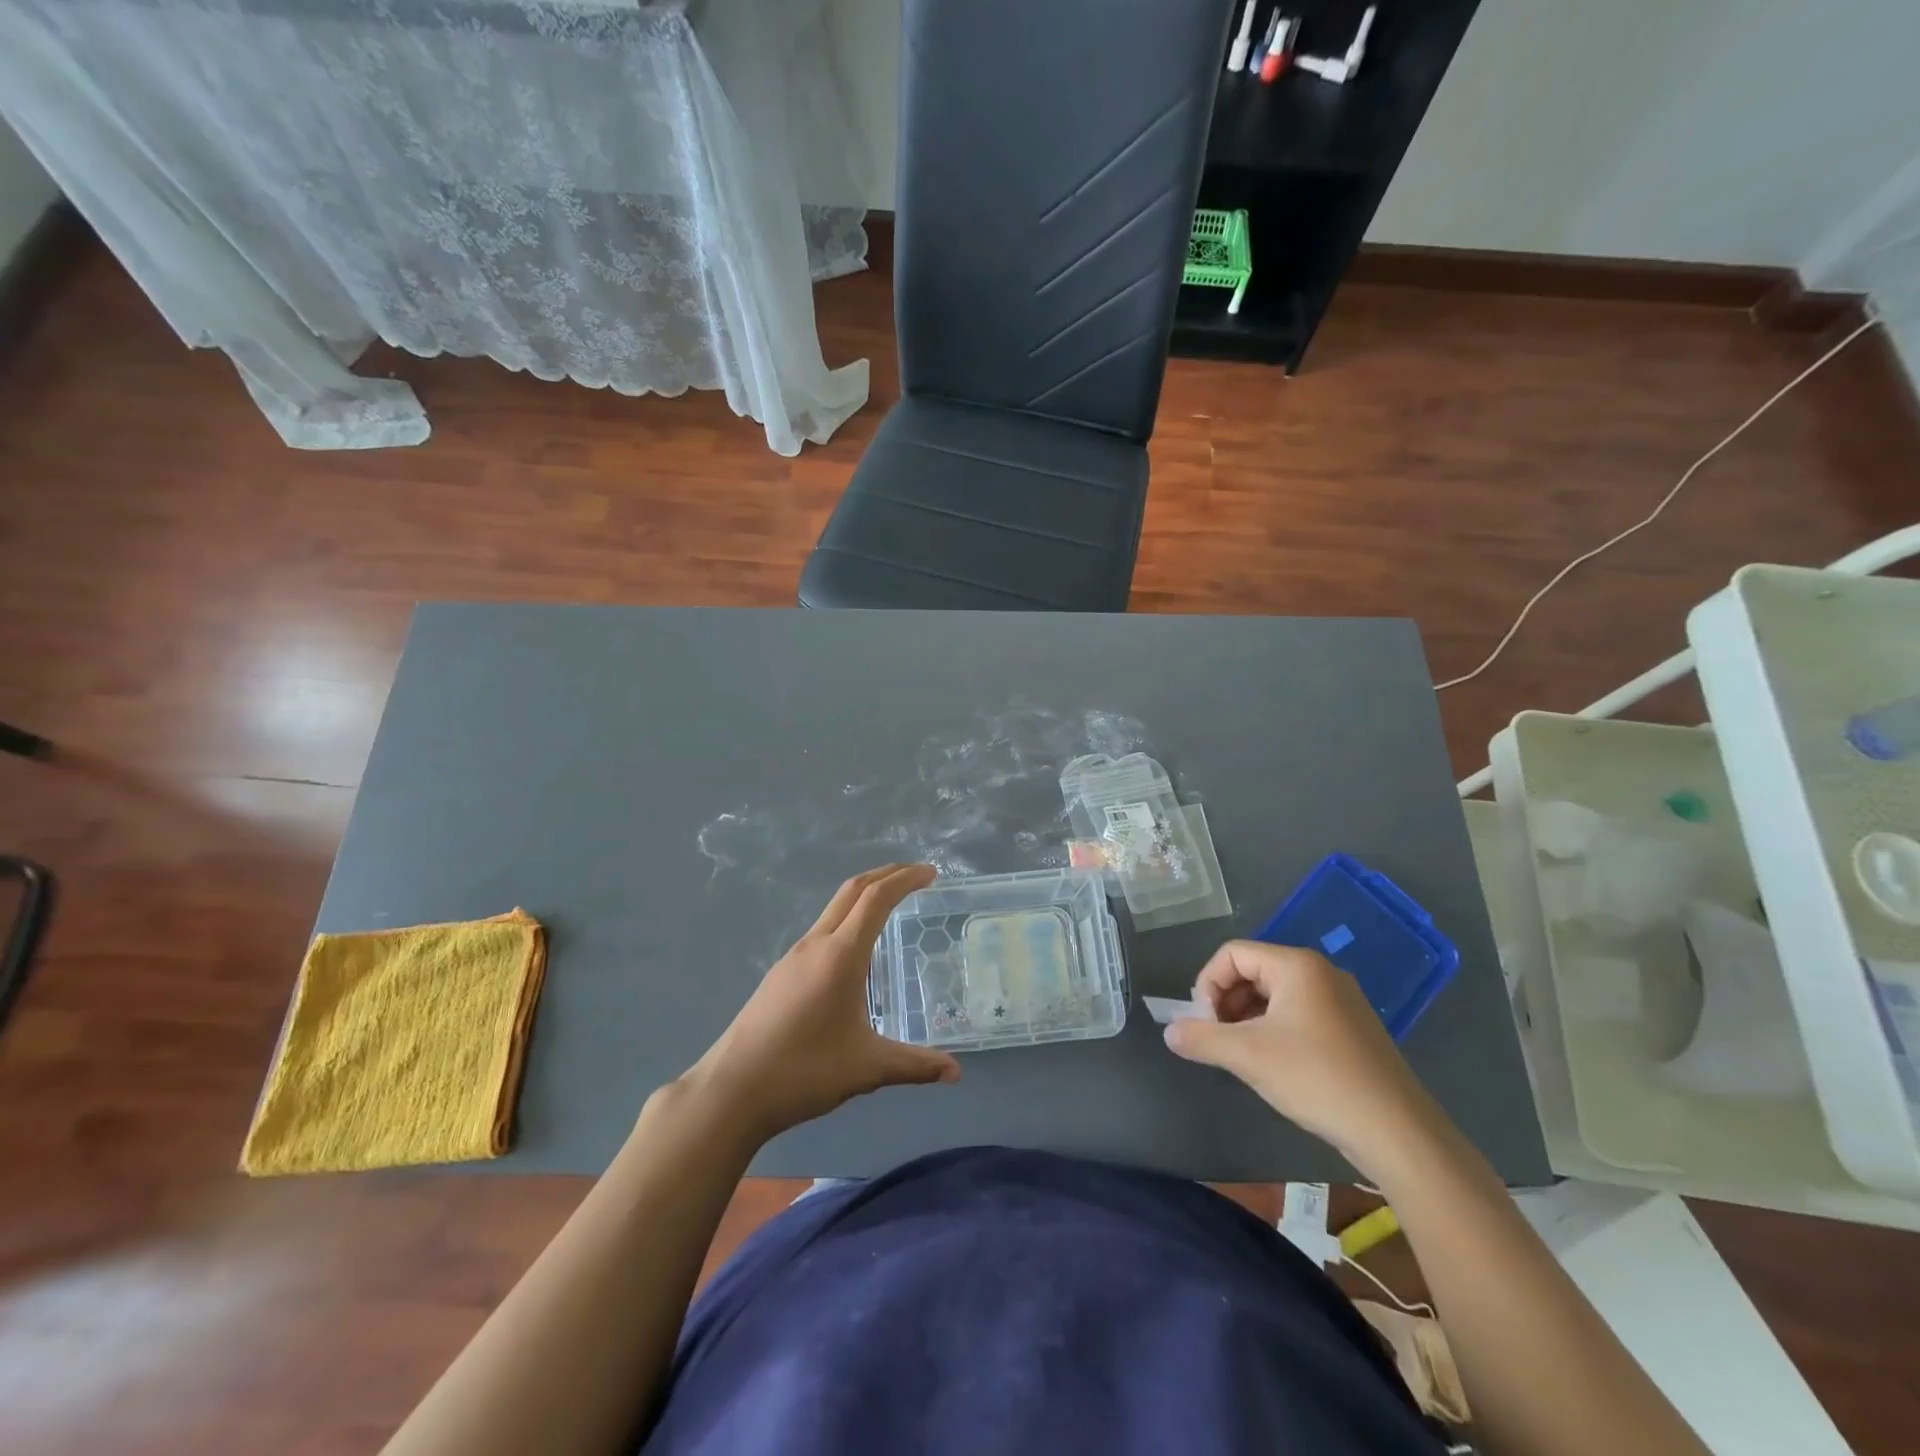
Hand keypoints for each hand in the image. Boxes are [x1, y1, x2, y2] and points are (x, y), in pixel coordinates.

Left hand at [682, 863, 960, 1141]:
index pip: (877, 898)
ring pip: (834, 909)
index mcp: (841, 954)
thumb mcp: (867, 1068)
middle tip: (917, 876)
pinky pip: (821, 930)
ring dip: (865, 896)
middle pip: (853, 890)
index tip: (931, 873)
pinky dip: (847, 920)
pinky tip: (854, 952)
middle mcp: (816, 944)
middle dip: (887, 875)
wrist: (730, 1090)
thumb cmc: (803, 1071)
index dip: (905, 879)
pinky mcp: (781, 973)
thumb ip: (914, 1065)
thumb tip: (956, 1073)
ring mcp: (793, 956)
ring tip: (891, 907)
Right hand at [1163, 941, 1448, 1182]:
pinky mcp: (1352, 1029)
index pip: (1233, 954)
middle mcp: (1320, 973)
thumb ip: (1202, 1038)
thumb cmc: (1317, 1079)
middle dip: (1226, 1003)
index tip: (1203, 1024)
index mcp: (1296, 966)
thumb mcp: (1248, 1056)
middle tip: (1217, 1041)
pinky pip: (1298, 1014)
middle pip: (1253, 971)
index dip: (1208, 984)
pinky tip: (1273, 1066)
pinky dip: (1274, 1031)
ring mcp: (1341, 1001)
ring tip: (1241, 1056)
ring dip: (1247, 1019)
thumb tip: (1170, 1032)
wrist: (1397, 1133)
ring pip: (1275, 995)